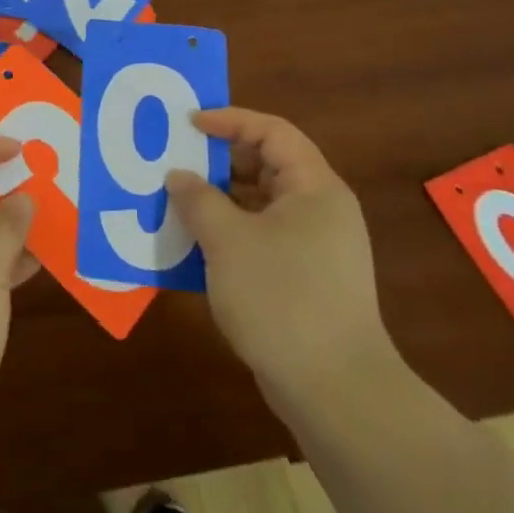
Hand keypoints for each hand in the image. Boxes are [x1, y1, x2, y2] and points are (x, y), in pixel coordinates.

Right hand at [167, 108, 395, 411]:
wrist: (336, 392)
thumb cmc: (282, 298)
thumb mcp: (227, 241)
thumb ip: (198, 200)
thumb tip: (179, 177)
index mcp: (314, 188)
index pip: (272, 132)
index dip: (230, 120)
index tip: (188, 124)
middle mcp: (321, 210)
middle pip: (267, 166)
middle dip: (219, 162)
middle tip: (176, 163)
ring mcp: (316, 248)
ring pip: (261, 206)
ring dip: (220, 202)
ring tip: (177, 204)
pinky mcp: (307, 281)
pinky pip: (262, 238)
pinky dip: (230, 235)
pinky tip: (196, 249)